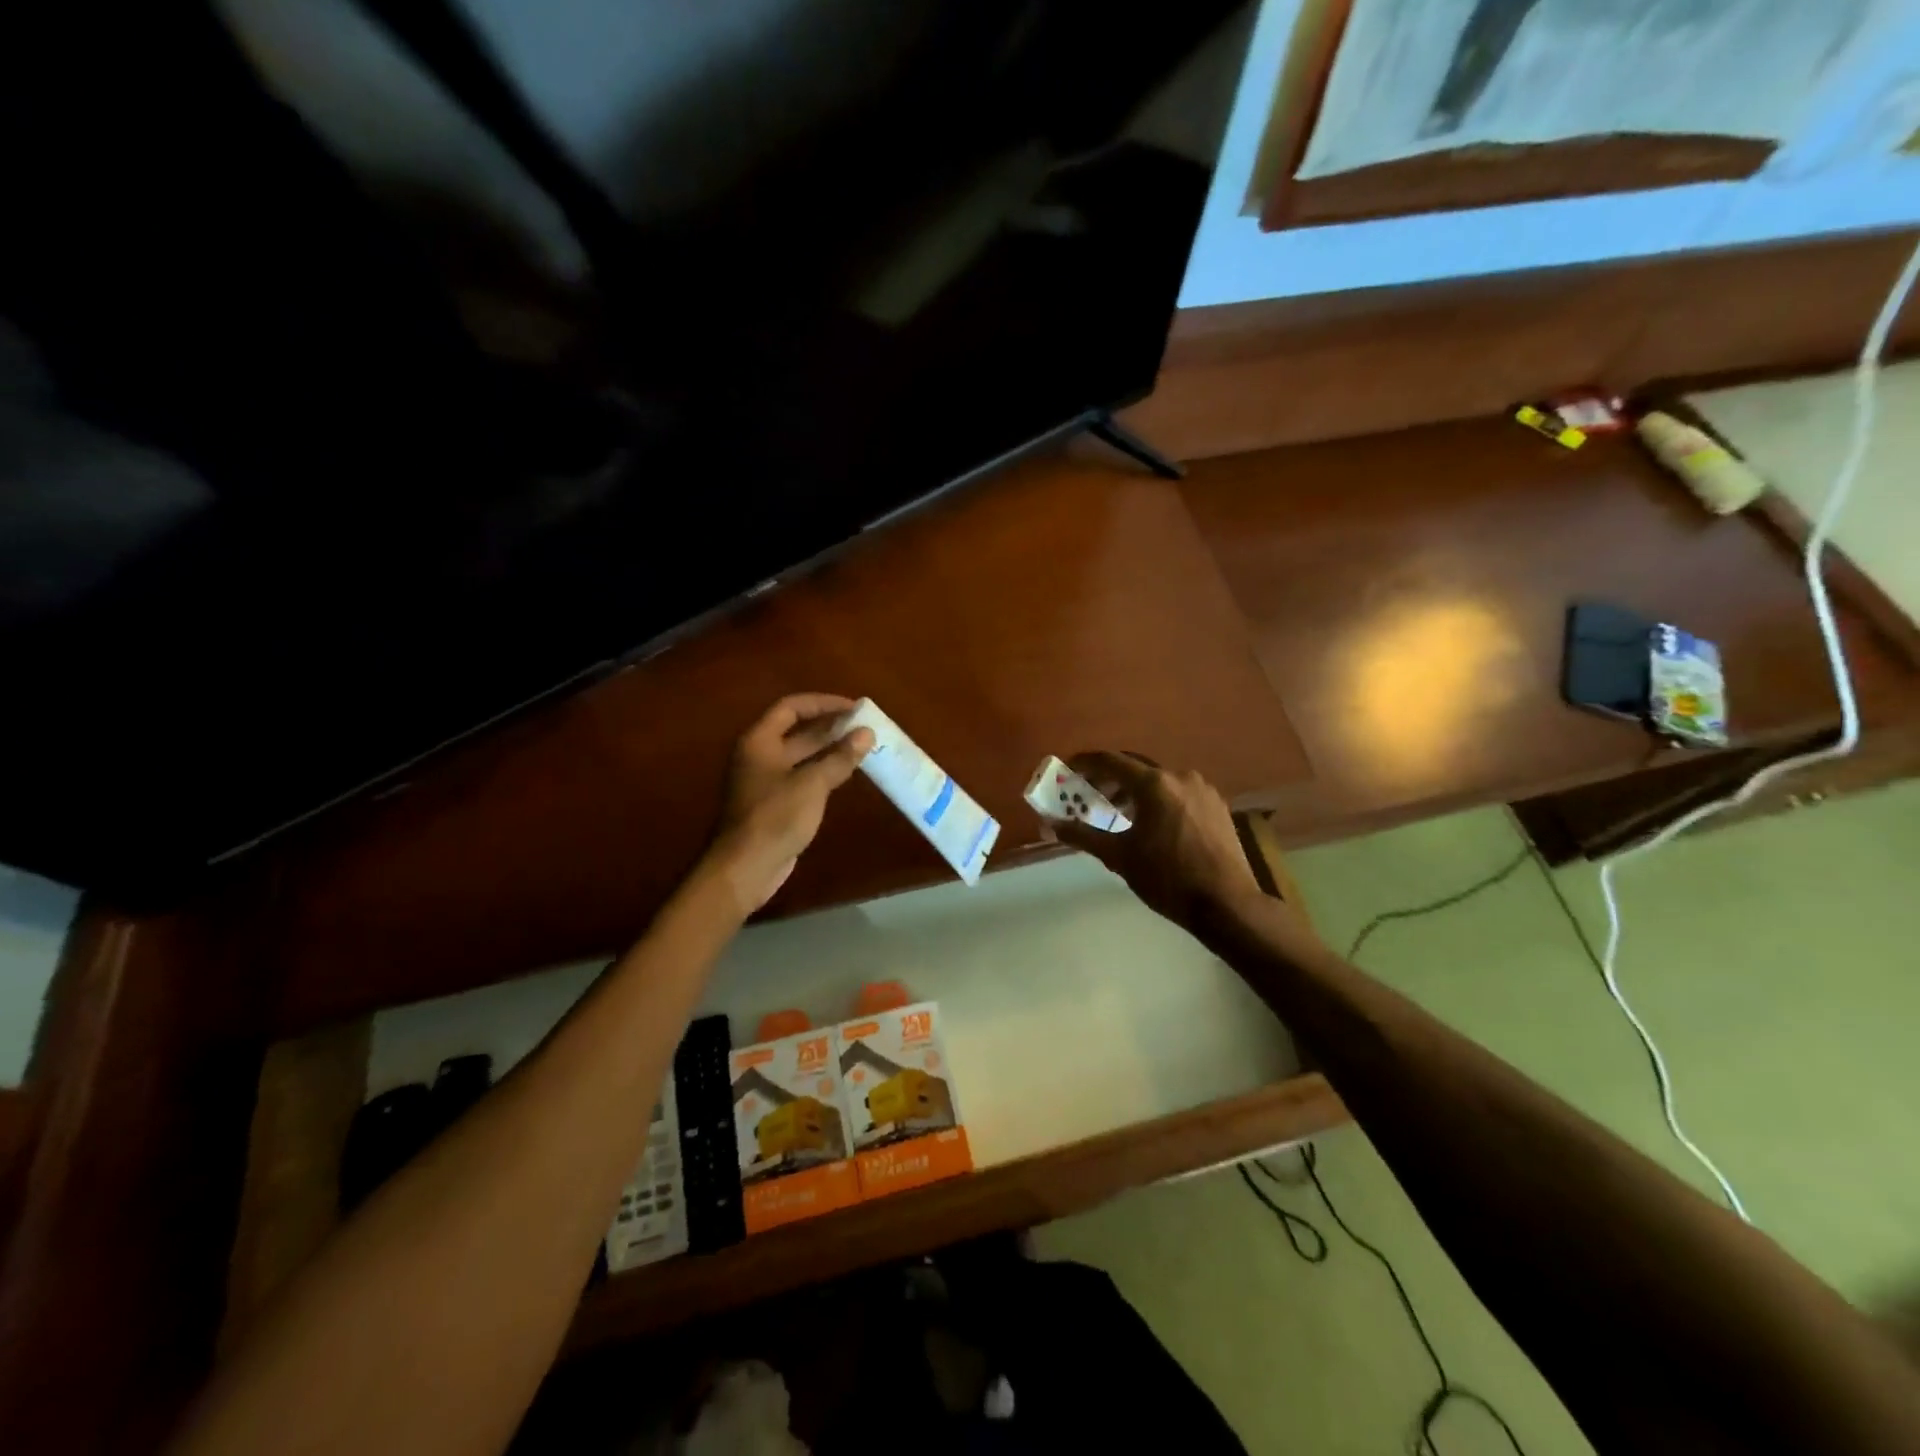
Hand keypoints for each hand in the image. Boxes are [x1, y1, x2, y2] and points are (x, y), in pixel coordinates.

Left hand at [706, 694, 873, 915]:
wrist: (745, 868)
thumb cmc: (775, 818)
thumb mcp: (812, 784)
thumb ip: (840, 757)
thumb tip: (866, 733)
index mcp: (759, 741)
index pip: (792, 708)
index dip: (823, 703)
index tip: (854, 707)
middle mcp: (760, 755)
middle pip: (798, 731)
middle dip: (831, 727)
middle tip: (865, 726)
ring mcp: (767, 781)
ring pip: (803, 756)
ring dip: (831, 750)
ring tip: (863, 746)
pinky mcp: (776, 804)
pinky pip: (803, 778)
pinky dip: (824, 772)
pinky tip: (847, 773)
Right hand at [1052, 752, 1268, 932]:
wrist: (1227, 904)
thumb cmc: (1167, 878)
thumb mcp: (1119, 857)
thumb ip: (1083, 836)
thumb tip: (1051, 824)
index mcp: (1154, 784)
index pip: (1110, 761)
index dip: (1085, 762)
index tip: (1068, 769)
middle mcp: (1180, 777)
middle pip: (1136, 768)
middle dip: (1109, 778)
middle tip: (1089, 794)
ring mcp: (1203, 790)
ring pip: (1160, 781)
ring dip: (1135, 791)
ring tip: (1119, 813)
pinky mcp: (1218, 806)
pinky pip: (1180, 793)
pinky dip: (1159, 800)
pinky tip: (1153, 824)